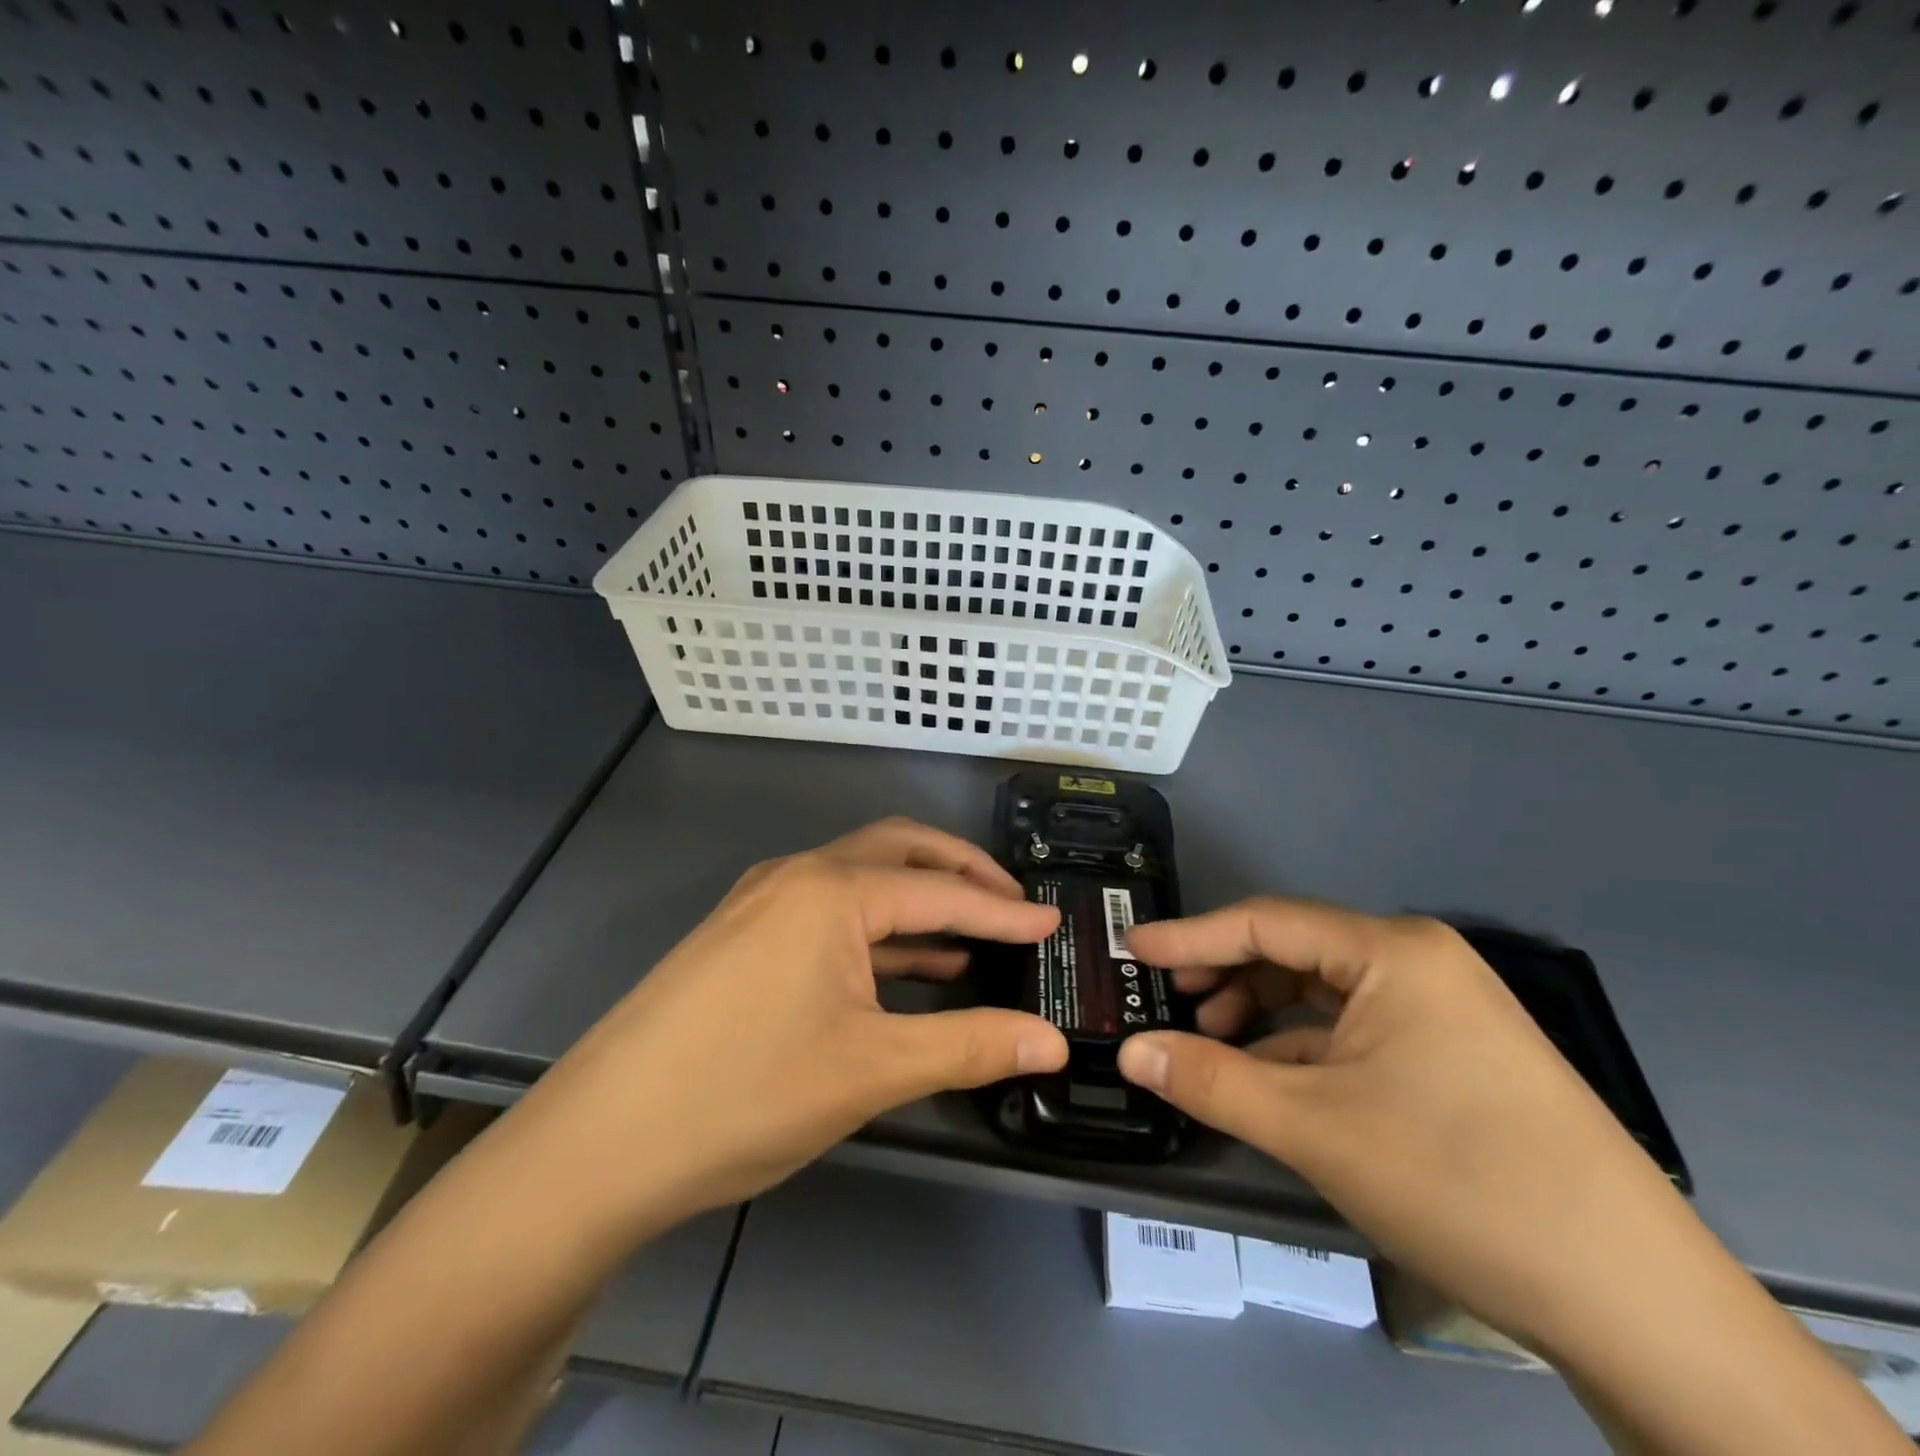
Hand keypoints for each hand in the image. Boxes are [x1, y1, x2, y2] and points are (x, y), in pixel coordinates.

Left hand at [515, 818, 1067, 1232]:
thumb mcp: (871, 1069)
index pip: (940, 892)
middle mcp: (796, 876)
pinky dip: (877, 930)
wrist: (599, 1144)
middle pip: (898, 853)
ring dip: (917, 901)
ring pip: (860, 882)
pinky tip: (907, 965)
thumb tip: (1051, 1043)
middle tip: (1012, 903)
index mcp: (831, 890)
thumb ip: (969, 1045)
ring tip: (972, 935)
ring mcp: (761, 904)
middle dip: (960, 874)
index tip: (1052, 924)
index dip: (1002, 910)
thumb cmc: (745, 1093)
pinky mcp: (742, 936)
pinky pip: (828, 914)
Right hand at [1116, 901, 1704, 1349]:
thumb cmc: (1459, 1182)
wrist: (1637, 1304)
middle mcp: (1420, 961)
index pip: (1265, 923)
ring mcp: (1445, 1009)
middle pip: (1295, 952)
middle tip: (1168, 1001)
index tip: (1131, 949)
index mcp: (1392, 951)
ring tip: (1212, 1044)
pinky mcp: (1458, 1055)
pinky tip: (1274, 1080)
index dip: (1190, 936)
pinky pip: (1358, 1029)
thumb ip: (1209, 1079)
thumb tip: (1130, 1052)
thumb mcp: (1313, 1128)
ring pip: (1326, 993)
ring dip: (1262, 1013)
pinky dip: (1304, 1046)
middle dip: (1226, 975)